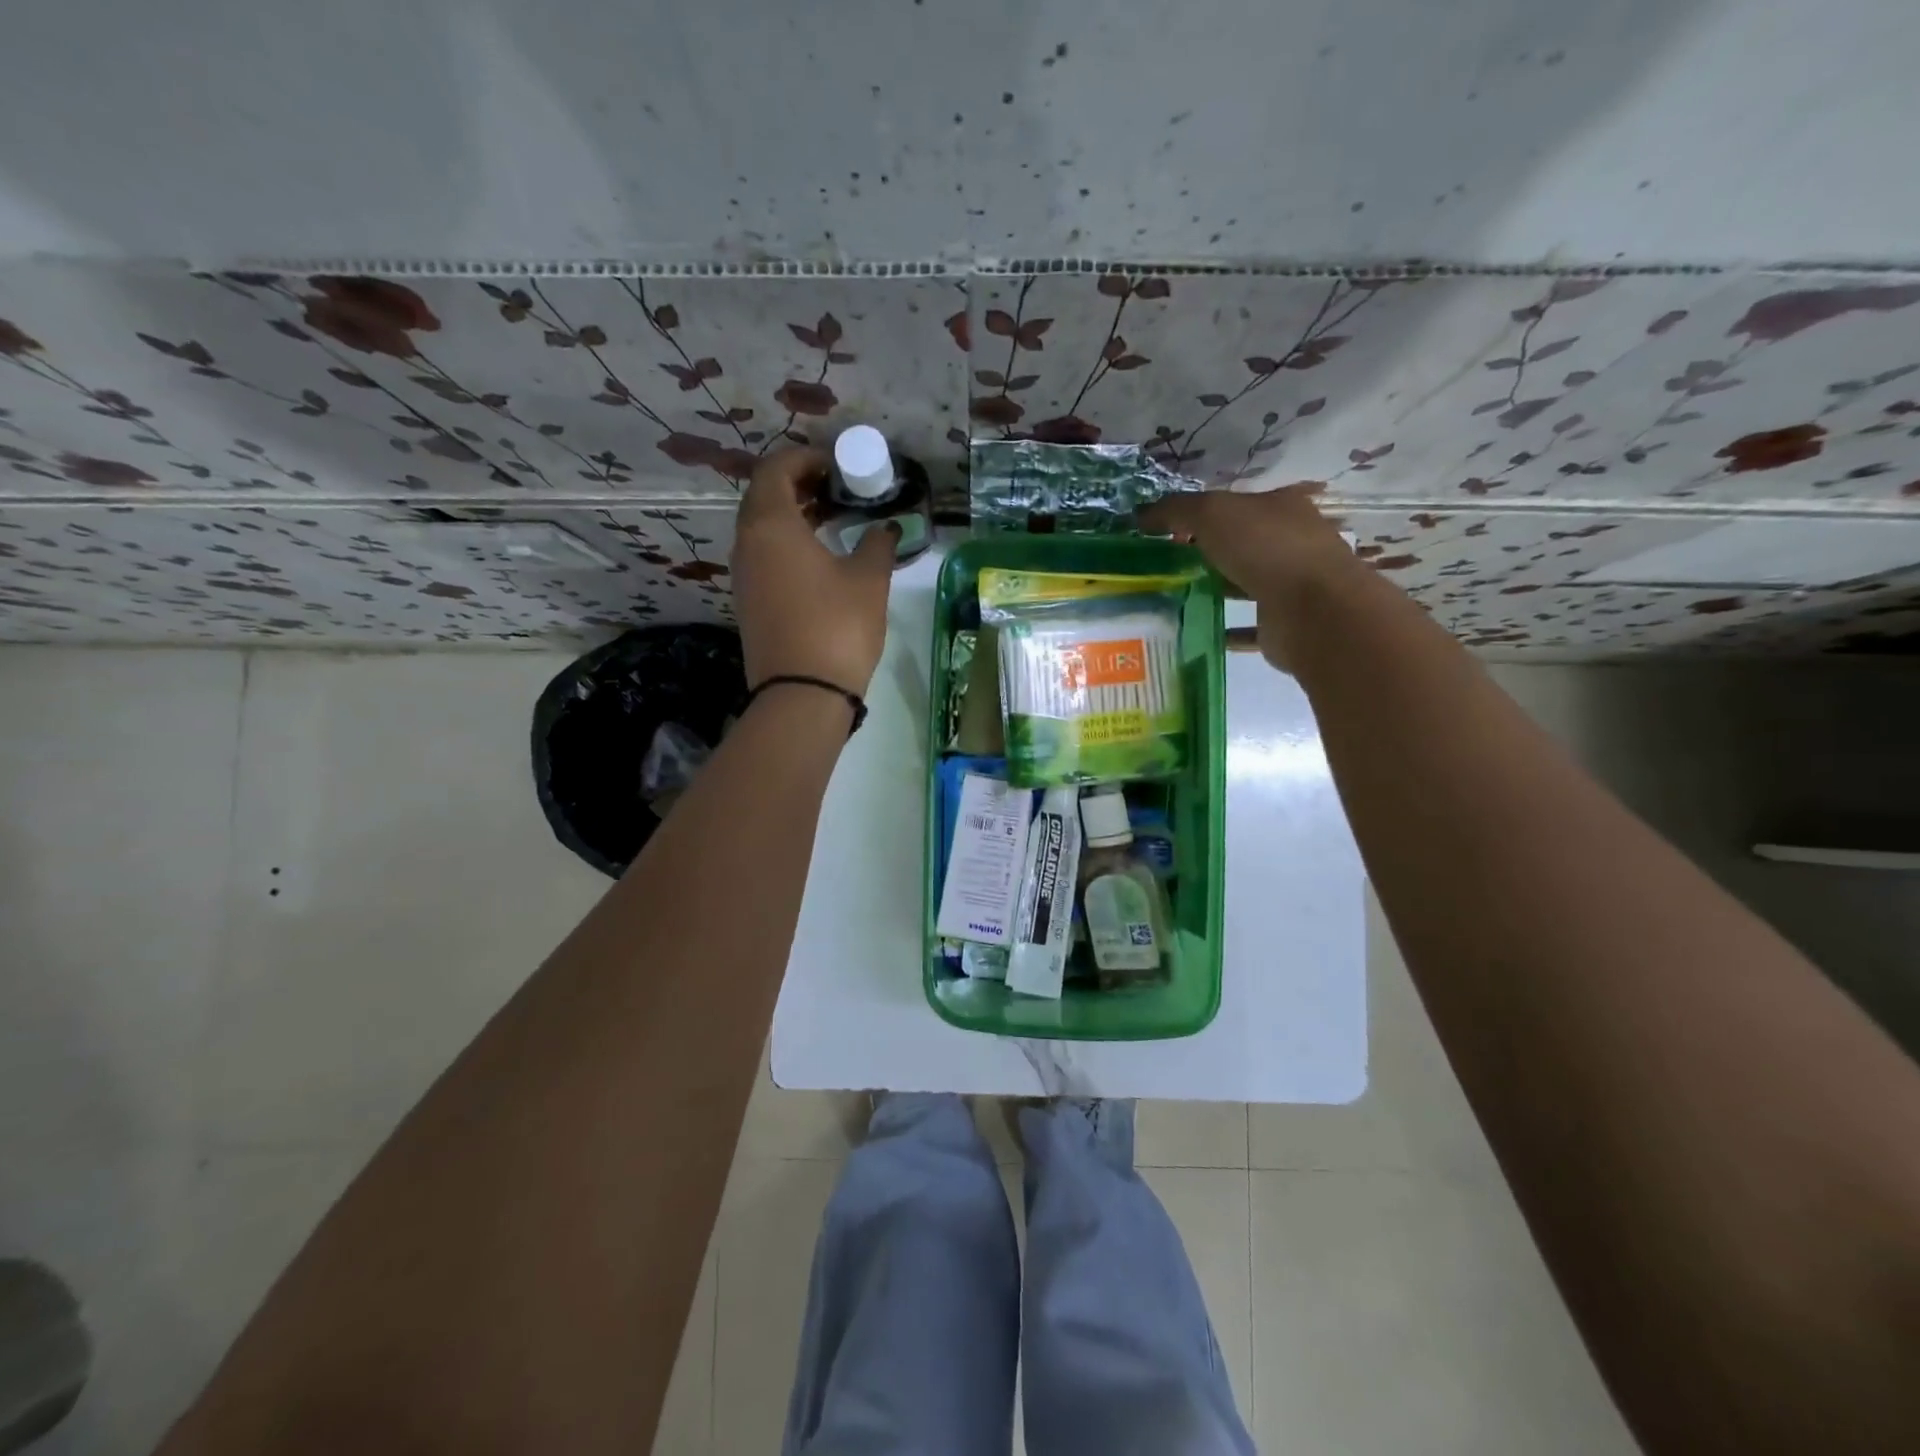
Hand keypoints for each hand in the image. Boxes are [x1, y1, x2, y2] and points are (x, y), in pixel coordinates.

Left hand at [731, 447, 896, 695]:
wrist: (802, 694)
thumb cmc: (837, 626)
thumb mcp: (868, 580)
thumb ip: (877, 544)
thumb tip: (885, 528)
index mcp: (771, 525)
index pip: (776, 469)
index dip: (805, 459)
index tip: (836, 466)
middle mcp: (747, 543)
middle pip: (764, 496)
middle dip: (799, 485)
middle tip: (837, 490)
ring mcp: (743, 575)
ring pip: (761, 528)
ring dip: (792, 516)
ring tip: (832, 521)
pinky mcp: (748, 602)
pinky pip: (762, 556)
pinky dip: (786, 544)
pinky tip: (818, 559)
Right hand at [1140, 485, 1361, 670]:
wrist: (1314, 611)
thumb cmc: (1266, 548)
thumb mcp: (1212, 513)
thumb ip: (1175, 510)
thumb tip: (1140, 514)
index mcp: (1280, 507)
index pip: (1235, 505)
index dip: (1199, 514)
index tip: (1165, 533)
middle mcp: (1289, 542)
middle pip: (1239, 543)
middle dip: (1205, 552)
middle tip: (1163, 566)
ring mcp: (1290, 585)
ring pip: (1243, 583)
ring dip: (1214, 589)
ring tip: (1172, 598)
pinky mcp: (1282, 623)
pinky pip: (1245, 624)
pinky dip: (1223, 628)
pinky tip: (1194, 632)